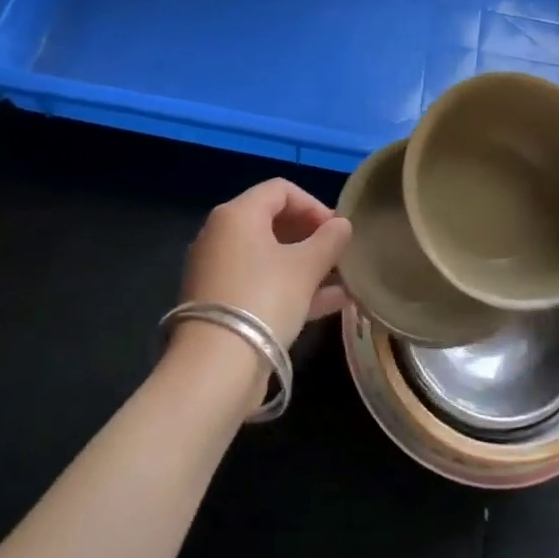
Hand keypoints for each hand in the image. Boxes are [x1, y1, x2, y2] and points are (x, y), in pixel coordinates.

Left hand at [176, 179, 353, 350]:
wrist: (216, 367)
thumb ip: (329, 240)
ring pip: (269, 256)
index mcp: (237, 214)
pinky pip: (261, 283)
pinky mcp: (220, 303)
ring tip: (342, 279)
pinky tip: (331, 303)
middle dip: (311, 235)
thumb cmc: (264, 299)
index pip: (280, 190)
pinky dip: (291, 286)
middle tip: (339, 253)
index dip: (314, 205)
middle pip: (273, 222)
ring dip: (306, 264)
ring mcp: (217, 271)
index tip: (338, 229)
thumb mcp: (306, 267)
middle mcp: (221, 235)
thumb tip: (342, 225)